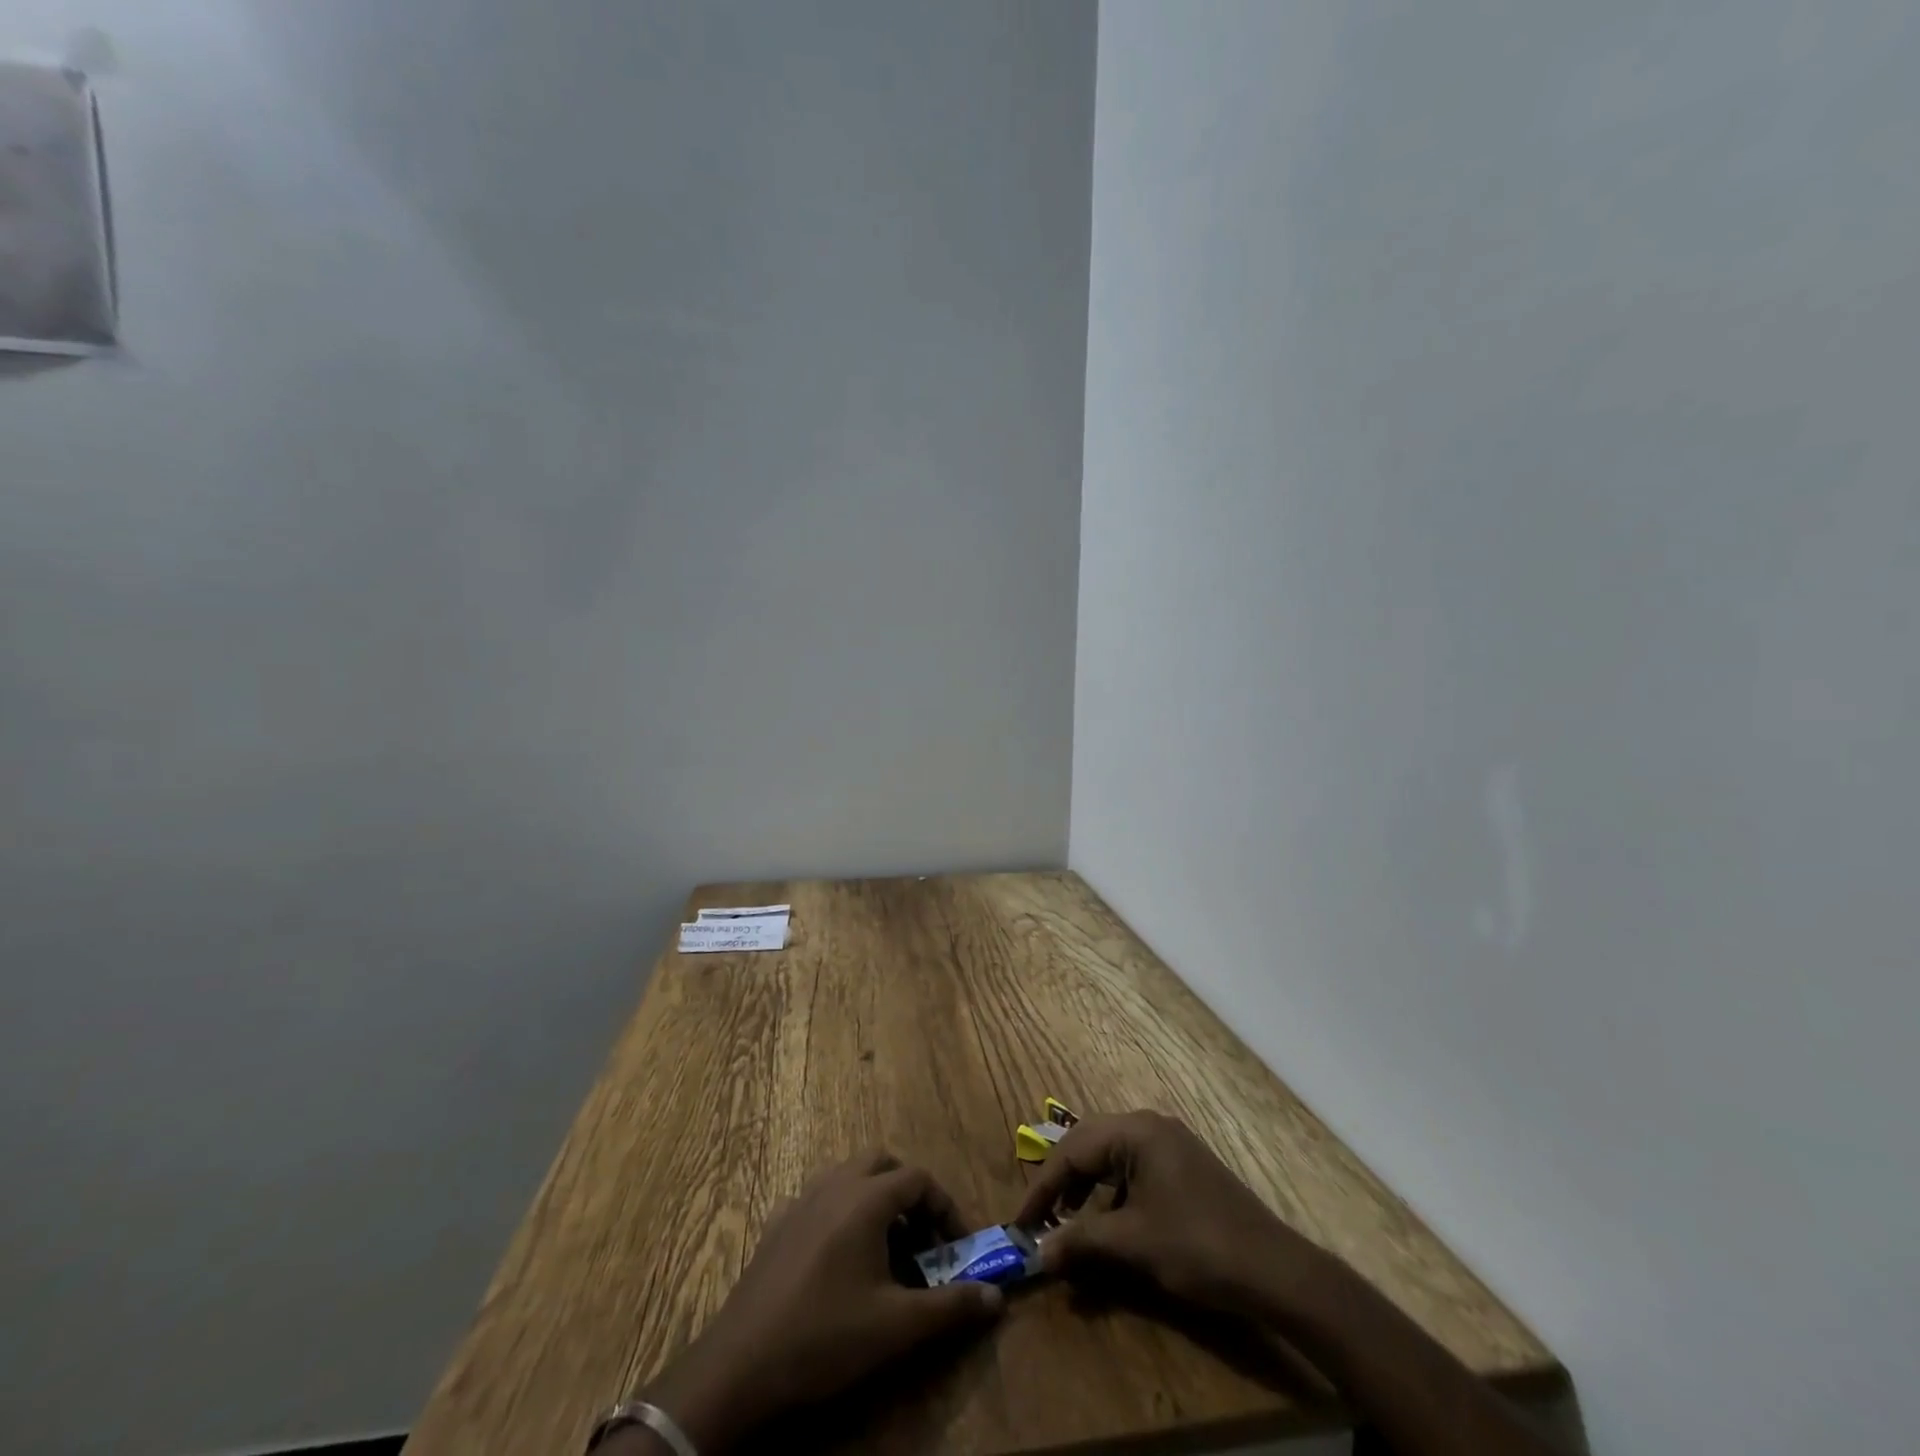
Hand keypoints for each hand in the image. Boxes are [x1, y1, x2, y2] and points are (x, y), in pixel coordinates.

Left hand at [637, 1152, 1003, 1451]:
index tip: (957, 1247)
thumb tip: (997, 1297)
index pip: (919, 1180)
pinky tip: (842, 1259)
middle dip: (909, 1193)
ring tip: (888, 1250)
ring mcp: (802, 1200)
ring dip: (876, 1199)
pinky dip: (844, 1211)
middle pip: (883, 1164)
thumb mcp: (897, 1326)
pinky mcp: (778, 1224)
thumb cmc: (826, 1336)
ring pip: (850, 1176)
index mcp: (866, 1198)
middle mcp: (835, 1184)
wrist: (741, 1365)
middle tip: (923, 1238)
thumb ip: (951, 1307)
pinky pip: (822, 1197)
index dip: (945, 1208)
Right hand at [1014, 1110, 1327, 1317]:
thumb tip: (1038, 1252)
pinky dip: (1112, 1192)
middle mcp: (1149, 1125)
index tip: (1022, 1223)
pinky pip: (1133, 1167)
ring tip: (1069, 1223)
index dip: (1043, 1187)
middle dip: (1062, 1181)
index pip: (1073, 1150)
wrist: (1273, 1269)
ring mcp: (1169, 1143)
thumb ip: (1081, 1241)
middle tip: (1041, 1218)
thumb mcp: (1133, 1243)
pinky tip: (1109, 1223)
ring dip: (1086, 1187)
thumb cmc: (1197, 1246)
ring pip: (1111, 1156)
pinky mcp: (1182, 1165)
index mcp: (1135, 1131)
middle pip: (1089, 1144)